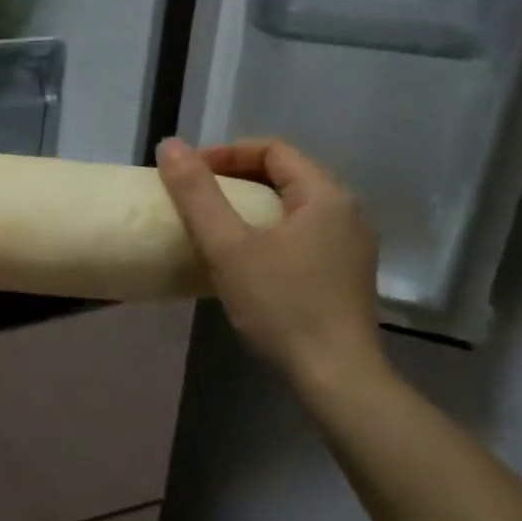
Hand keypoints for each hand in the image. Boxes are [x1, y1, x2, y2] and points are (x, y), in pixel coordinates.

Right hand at [156, 137, 386, 391]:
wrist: (336, 376)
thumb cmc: (281, 304)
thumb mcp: (228, 246)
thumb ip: (197, 194)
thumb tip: (170, 144)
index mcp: (326, 195)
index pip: (272, 149)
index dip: (225, 153)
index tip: (188, 173)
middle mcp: (347, 212)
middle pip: (285, 174)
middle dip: (235, 176)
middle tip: (195, 195)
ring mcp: (351, 244)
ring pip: (293, 205)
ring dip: (250, 204)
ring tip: (214, 223)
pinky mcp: (345, 273)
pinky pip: (302, 231)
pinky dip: (268, 229)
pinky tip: (245, 256)